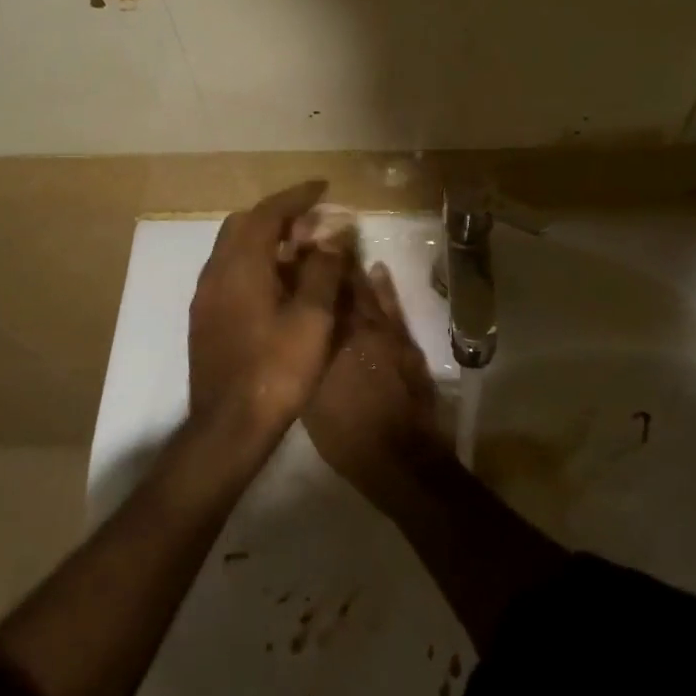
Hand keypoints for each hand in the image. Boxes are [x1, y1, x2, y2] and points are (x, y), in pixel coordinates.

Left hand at [187, 181, 351, 441]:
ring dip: (266, 242)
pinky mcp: (204, 319)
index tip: (323, 187)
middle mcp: (215, 272)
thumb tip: (333, 236)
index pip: (267, 213)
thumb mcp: (312, 318)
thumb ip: (323, 270)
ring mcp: (205, 297)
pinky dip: (255, 265)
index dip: (297, 196)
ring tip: (301, 254)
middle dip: (279, 217)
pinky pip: (230, 273)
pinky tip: (279, 288)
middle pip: (244, 225)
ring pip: (234, 250)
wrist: (228, 428)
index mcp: (240, 266)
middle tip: (313, 225)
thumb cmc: (277, 370)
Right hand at [304, 262, 452, 515]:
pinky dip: (384, 287)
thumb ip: (304, 360)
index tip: (290, 252)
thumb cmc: (347, 437)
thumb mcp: (310, 400)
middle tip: (313, 239)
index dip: (300, 275)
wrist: (400, 457)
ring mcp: (384, 333)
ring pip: (365, 292)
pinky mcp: (405, 342)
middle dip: (325, 263)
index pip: (312, 298)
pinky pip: (393, 306)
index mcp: (327, 343)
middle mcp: (355, 329)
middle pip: (338, 288)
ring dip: (352, 269)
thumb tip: (293, 332)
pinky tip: (378, 269)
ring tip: (339, 245)